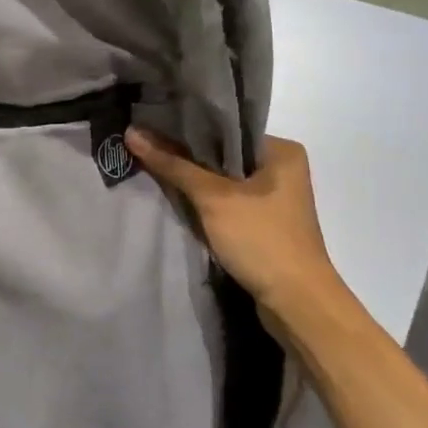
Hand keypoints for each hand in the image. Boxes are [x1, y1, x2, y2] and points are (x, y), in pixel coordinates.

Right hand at [124, 129, 344, 313]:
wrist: (296, 304)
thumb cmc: (261, 240)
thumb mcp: (213, 198)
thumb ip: (173, 165)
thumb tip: (132, 132)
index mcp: (281, 150)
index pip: (227, 127)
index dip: (188, 126)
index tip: (151, 123)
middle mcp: (282, 168)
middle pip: (223, 153)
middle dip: (187, 154)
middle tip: (145, 144)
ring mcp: (274, 198)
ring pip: (224, 179)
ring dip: (195, 180)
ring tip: (153, 166)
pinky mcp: (264, 223)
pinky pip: (228, 201)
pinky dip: (206, 202)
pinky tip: (177, 197)